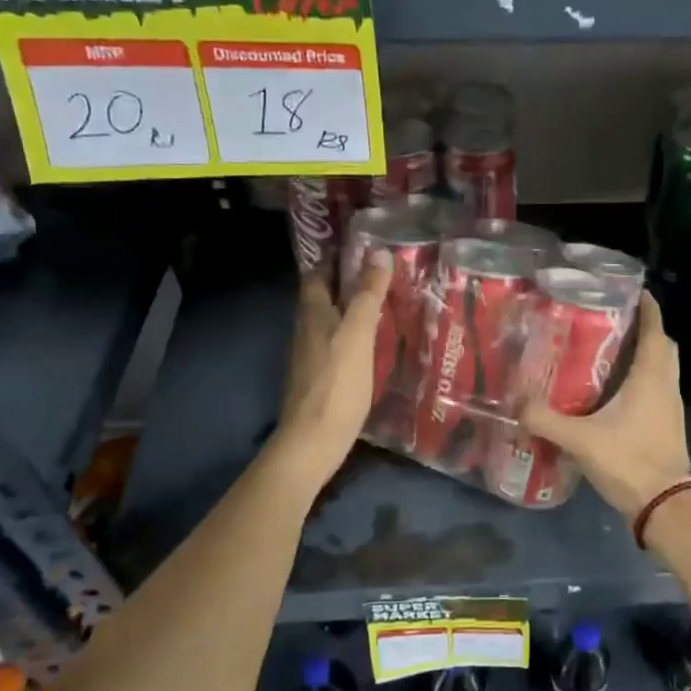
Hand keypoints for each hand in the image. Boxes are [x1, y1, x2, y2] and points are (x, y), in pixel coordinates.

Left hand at [270, 255, 391, 489]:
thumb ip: (367, 295)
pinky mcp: (319, 379)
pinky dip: (352, 337)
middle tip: (382, 276)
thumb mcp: (357, 335)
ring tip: (384, 306)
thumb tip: (379, 252)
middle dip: (347, 284)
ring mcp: (310, 357)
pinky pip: (336, 346)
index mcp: (311, 314)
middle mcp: (306, 331)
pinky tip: (373, 345)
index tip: (363, 249)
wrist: (313, 442)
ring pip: (330, 323)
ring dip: (350, 311)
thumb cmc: (336, 384)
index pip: (316, 274)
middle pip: (322, 298)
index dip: (335, 259)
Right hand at [520, 292, 690, 519]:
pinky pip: (658, 389)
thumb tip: (515, 402)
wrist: (664, 506)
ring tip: (610, 351)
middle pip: (663, 347)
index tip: (632, 290)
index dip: (648, 308)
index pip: (656, 331)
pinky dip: (643, 379)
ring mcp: (670, 407)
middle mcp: (665, 386)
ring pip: (662, 369)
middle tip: (615, 321)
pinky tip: (615, 391)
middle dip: (646, 329)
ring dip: (645, 356)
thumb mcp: (580, 439)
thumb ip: (546, 419)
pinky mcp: (667, 426)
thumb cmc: (629, 462)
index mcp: (651, 378)